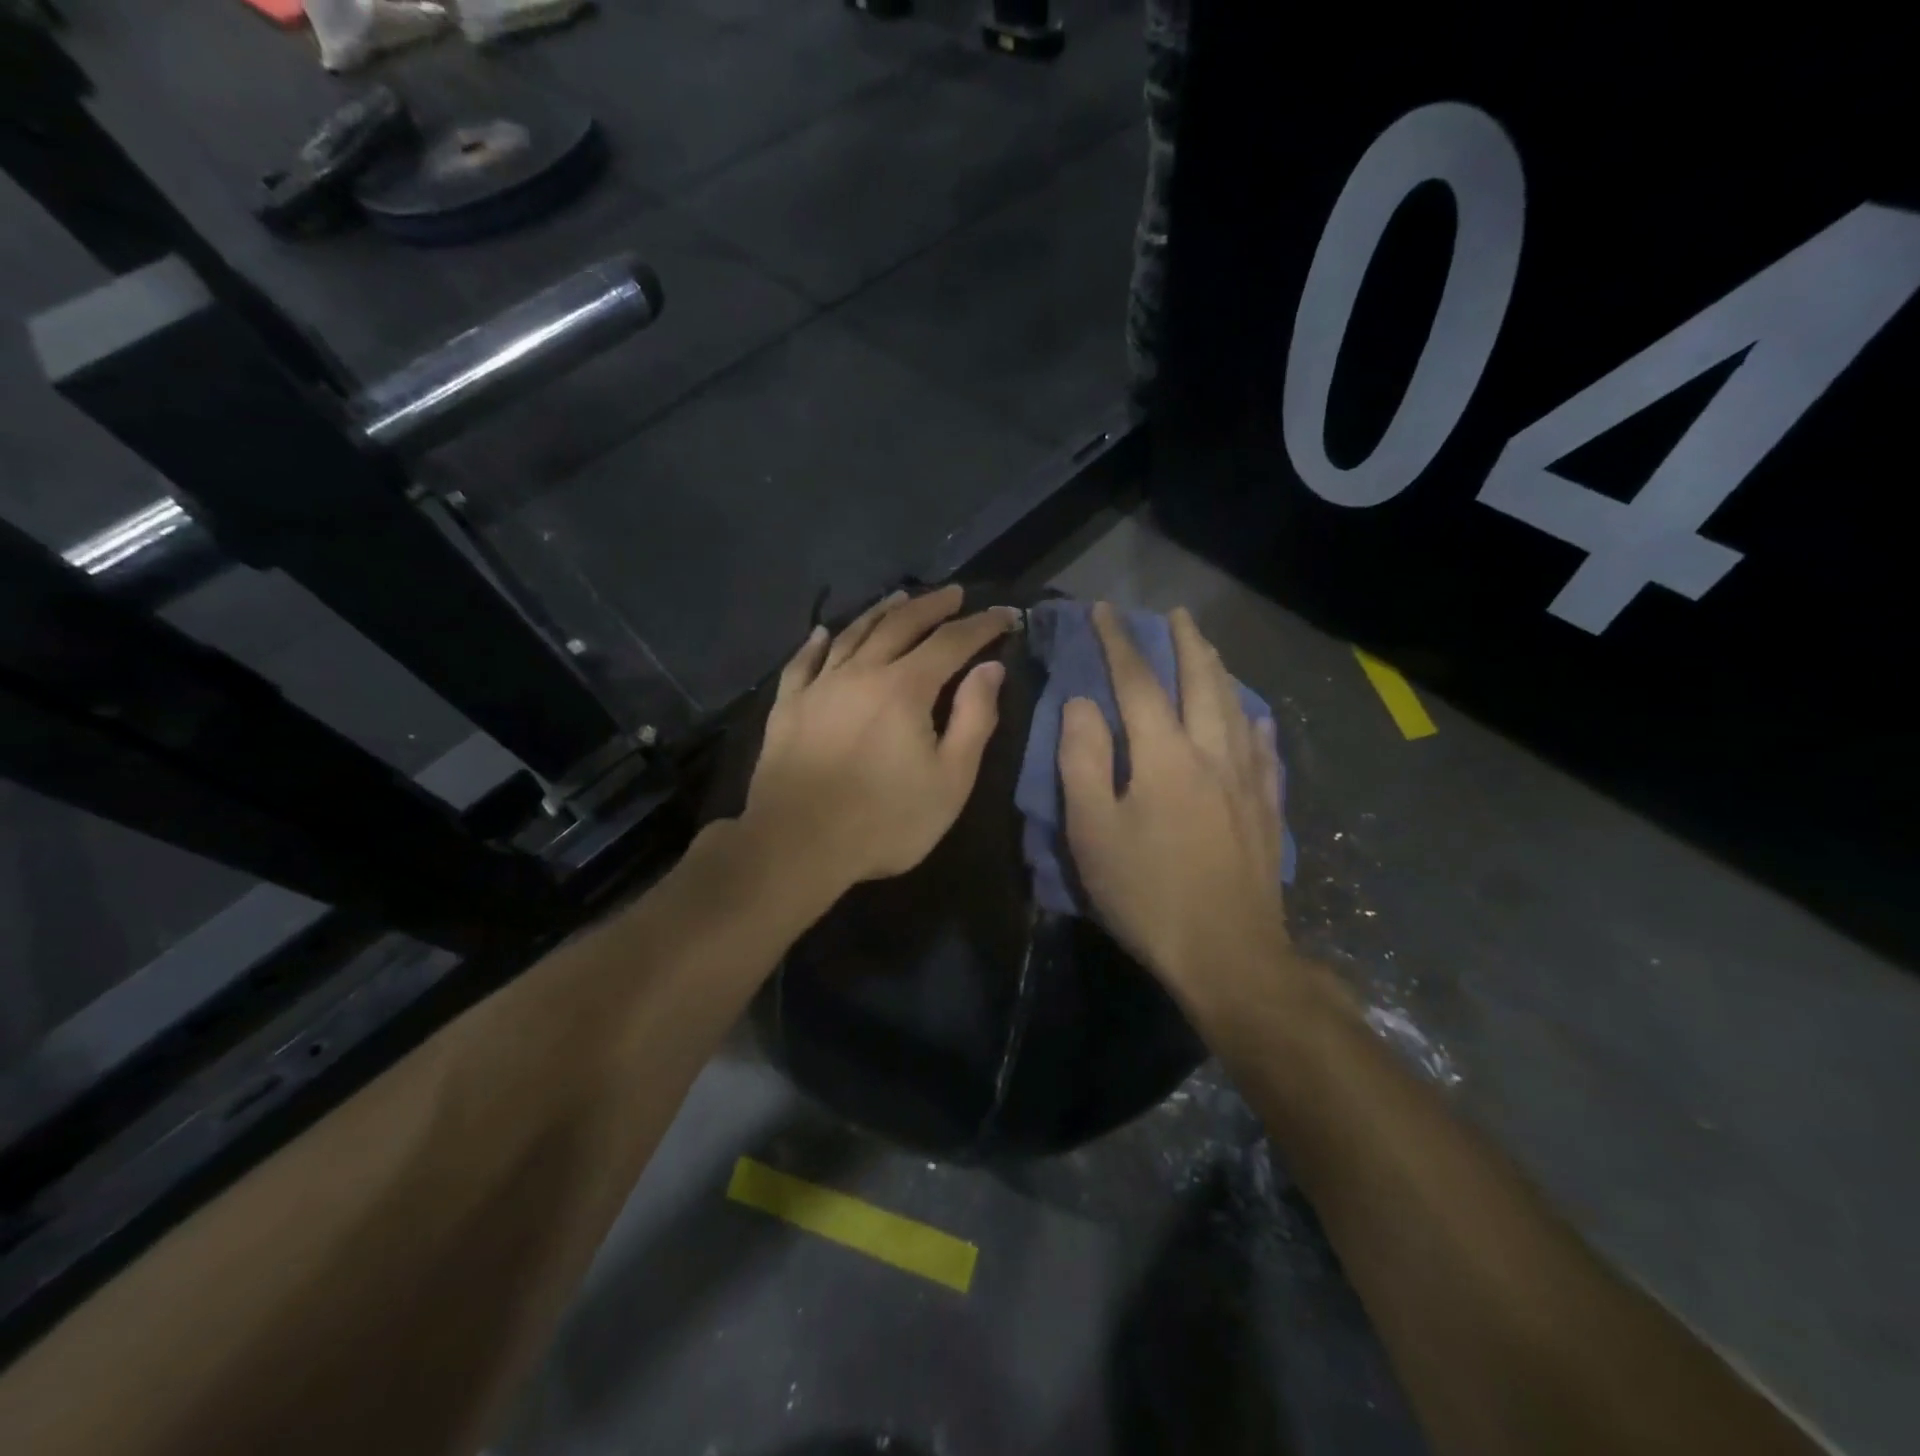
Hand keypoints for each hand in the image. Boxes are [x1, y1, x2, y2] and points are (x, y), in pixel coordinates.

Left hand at [743, 585, 1016, 892]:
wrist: (796, 845)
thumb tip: (990, 668)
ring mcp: (819, 686)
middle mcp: (861, 672)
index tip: (1006, 615)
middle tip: (954, 593)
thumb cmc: (885, 821)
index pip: (951, 642)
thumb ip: (974, 719)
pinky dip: (816, 642)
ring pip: (853, 634)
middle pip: (900, 625)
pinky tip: (822, 632)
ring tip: (900, 597)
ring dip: (881, 612)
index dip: (982, 625)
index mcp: (905, 688)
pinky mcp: (787, 707)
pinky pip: (802, 662)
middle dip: (933, 606)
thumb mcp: (950, 780)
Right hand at [1058, 603, 1288, 1006]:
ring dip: (1219, 671)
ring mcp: (1248, 781)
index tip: (1104, 610)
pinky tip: (1254, 718)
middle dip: (1184, 642)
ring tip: (1209, 649)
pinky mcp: (1267, 810)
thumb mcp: (1093, 831)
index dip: (1118, 643)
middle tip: (1175, 612)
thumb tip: (1083, 703)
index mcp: (1165, 755)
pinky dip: (1254, 722)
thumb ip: (1083, 760)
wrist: (1228, 955)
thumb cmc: (1147, 893)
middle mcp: (1213, 753)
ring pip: (1236, 707)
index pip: (1139, 682)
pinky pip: (1264, 750)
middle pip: (1201, 681)